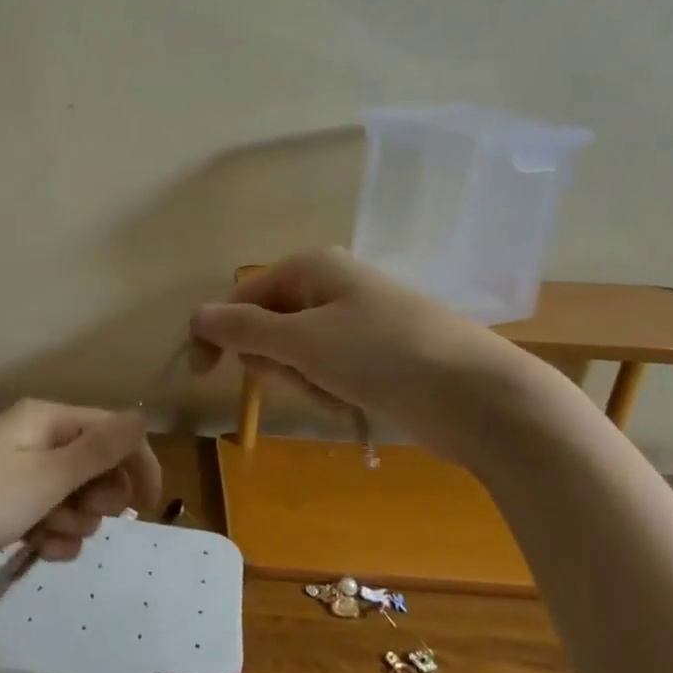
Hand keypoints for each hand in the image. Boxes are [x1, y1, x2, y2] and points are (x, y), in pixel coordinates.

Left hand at [0, 400, 162, 596]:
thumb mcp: (47, 475)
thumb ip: (99, 449)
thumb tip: (143, 415)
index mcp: (47, 420)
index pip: (112, 431)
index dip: (136, 464)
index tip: (150, 507)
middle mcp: (37, 440)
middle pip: (96, 466)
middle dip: (96, 497)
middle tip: (76, 513)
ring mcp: (21, 475)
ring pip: (75, 498)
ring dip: (72, 522)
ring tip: (45, 534)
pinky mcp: (7, 507)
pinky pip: (50, 518)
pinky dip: (52, 535)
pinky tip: (39, 550)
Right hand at [188, 248, 541, 463]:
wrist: (478, 396)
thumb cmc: (382, 355)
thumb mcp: (302, 341)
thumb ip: (243, 328)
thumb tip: (195, 315)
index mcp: (311, 267)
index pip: (240, 297)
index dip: (216, 334)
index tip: (202, 376)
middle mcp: (331, 286)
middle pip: (269, 327)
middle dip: (275, 362)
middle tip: (302, 377)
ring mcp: (357, 320)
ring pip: (298, 356)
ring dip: (306, 382)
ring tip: (339, 394)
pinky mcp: (376, 355)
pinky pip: (330, 372)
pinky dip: (332, 392)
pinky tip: (356, 404)